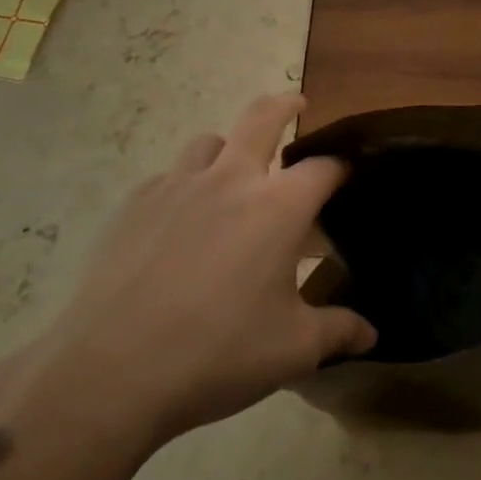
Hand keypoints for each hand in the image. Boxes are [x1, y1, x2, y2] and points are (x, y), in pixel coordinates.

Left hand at [22, 93, 375, 455]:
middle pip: (262, 117)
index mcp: (278, 207)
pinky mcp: (134, 205)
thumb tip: (372, 334)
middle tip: (297, 106)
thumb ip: (337, 331)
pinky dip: (184, 185)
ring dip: (228, 148)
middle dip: (285, 105)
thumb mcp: (291, 350)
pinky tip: (180, 223)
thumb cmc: (216, 354)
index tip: (349, 173)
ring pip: (209, 141)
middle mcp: (230, 180)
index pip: (323, 167)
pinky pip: (168, 177)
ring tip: (232, 175)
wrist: (108, 374)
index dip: (342, 166)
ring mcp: (177, 187)